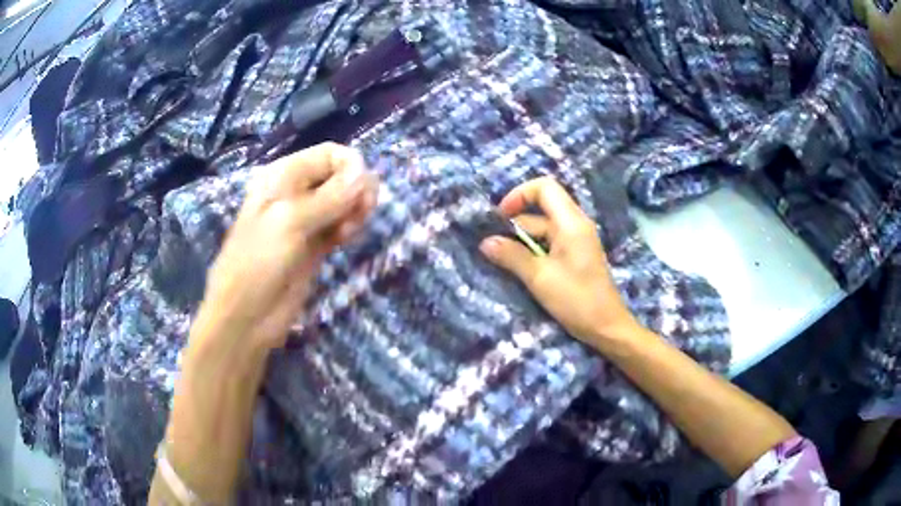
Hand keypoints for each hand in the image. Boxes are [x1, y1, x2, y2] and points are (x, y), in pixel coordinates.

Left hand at [196, 143, 378, 354]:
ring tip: (349, 231)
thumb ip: (330, 196)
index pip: (329, 154)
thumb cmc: (258, 262)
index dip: (351, 166)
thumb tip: (366, 173)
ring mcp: (306, 221)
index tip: (363, 190)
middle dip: (356, 189)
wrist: (246, 317)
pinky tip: (347, 238)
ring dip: (355, 210)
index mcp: (283, 176)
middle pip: (340, 176)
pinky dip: (349, 227)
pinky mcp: (315, 246)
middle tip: (360, 213)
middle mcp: (296, 192)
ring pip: (344, 202)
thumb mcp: (290, 222)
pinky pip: (341, 225)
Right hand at [480, 177, 637, 349]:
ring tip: (501, 260)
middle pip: (541, 209)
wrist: (607, 327)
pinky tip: (520, 268)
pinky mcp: (575, 255)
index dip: (519, 195)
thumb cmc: (577, 300)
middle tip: (494, 245)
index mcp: (571, 222)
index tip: (500, 217)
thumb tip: (485, 242)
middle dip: (515, 223)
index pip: (544, 187)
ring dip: (522, 240)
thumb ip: (512, 256)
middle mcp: (575, 225)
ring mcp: (576, 240)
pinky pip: (550, 242)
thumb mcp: (539, 278)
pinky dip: (533, 250)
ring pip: (543, 228)